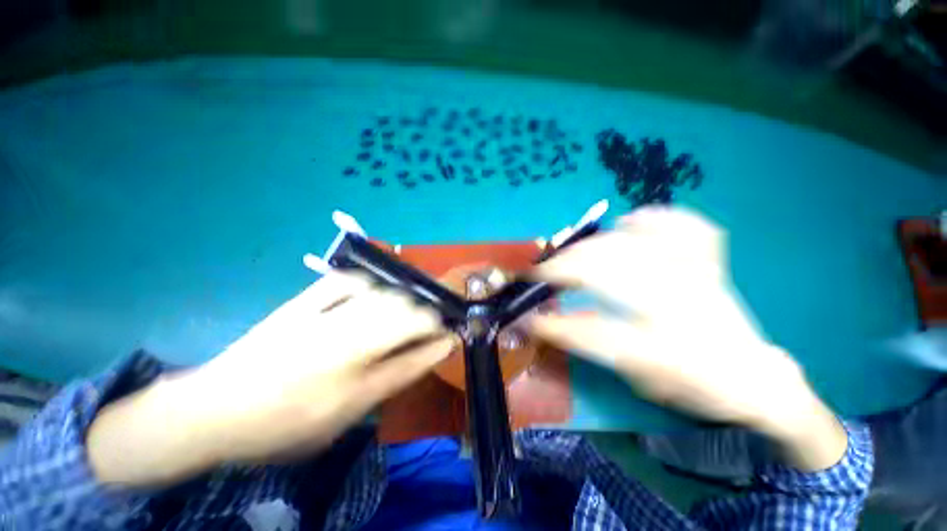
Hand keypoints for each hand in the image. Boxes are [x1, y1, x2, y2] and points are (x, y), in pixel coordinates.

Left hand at [89, 272, 452, 484]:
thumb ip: (399, 374)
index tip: (450, 334)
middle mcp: (343, 339)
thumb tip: (438, 347)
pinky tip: (371, 290)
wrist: (217, 409)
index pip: (417, 345)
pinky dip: (365, 281)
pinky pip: (344, 280)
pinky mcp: (300, 303)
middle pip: (405, 311)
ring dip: (404, 299)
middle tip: (430, 324)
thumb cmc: (288, 423)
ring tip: (407, 309)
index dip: (440, 336)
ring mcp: (320, 316)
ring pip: (382, 294)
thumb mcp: (351, 412)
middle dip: (428, 314)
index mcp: (354, 375)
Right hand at [526, 207, 846, 469]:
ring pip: (631, 245)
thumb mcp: (634, 375)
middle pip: (605, 271)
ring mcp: (698, 277)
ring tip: (570, 253)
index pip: (589, 331)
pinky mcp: (709, 262)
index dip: (551, 322)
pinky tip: (631, 221)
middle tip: (541, 274)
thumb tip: (542, 320)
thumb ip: (588, 343)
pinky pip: (683, 227)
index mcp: (663, 350)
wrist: (754, 376)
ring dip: (590, 246)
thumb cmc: (692, 384)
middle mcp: (680, 307)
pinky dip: (653, 219)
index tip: (525, 314)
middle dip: (562, 269)